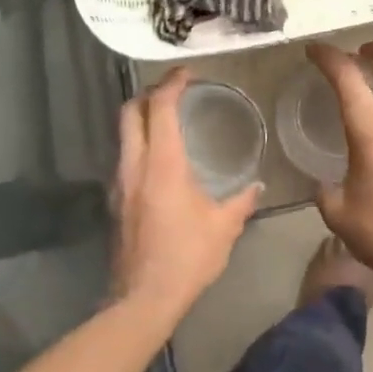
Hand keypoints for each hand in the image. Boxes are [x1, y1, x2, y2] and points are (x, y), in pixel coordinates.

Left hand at [111, 68, 260, 326]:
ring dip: (141, 118)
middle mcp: (135, 165)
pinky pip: (124, 157)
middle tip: (173, 90)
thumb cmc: (188, 257)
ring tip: (167, 119)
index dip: (171, 84)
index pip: (160, 108)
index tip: (187, 73)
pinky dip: (139, 144)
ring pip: (123, 135)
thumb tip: (257, 186)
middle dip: (148, 93)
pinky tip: (159, 159)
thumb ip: (241, 201)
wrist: (143, 298)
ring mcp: (120, 183)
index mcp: (163, 164)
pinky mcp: (116, 201)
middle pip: (130, 112)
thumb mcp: (224, 227)